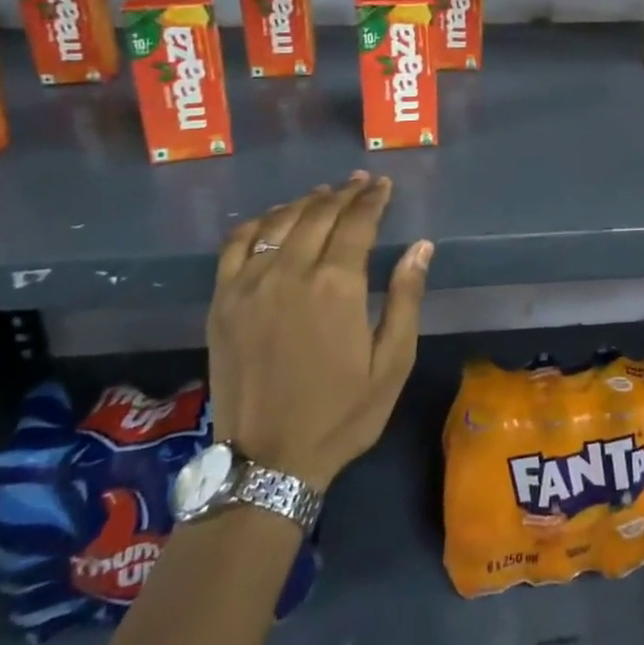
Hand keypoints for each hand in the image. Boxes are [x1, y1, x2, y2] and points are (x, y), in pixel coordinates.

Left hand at [206, 172, 432, 490]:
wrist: (268, 462)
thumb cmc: (342, 413)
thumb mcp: (392, 362)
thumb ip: (406, 298)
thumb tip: (421, 246)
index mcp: (336, 286)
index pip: (357, 222)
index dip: (373, 199)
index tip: (384, 185)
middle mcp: (290, 273)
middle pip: (318, 214)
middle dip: (344, 193)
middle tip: (361, 183)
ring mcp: (249, 285)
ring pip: (279, 222)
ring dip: (305, 202)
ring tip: (324, 194)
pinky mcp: (222, 302)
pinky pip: (236, 244)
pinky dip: (258, 223)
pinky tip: (273, 220)